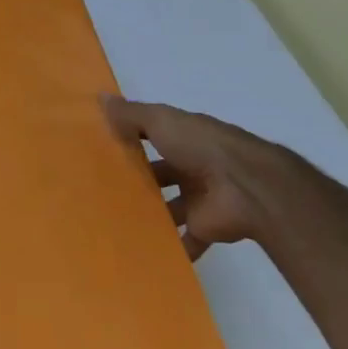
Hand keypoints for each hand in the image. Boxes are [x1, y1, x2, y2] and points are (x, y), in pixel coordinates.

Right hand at [102, 97, 347, 259]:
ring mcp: (200, 199)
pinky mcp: (205, 227)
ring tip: (113, 223)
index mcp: (184, 138)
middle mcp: (193, 167)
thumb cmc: (201, 147)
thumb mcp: (161, 121)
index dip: (130, 141)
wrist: (246, 187)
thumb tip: (100, 97)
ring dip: (151, 216)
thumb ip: (131, 114)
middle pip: (161, 175)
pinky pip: (186, 240)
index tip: (101, 151)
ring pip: (170, 208)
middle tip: (100, 192)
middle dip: (138, 183)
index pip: (153, 137)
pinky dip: (171, 248)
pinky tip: (141, 251)